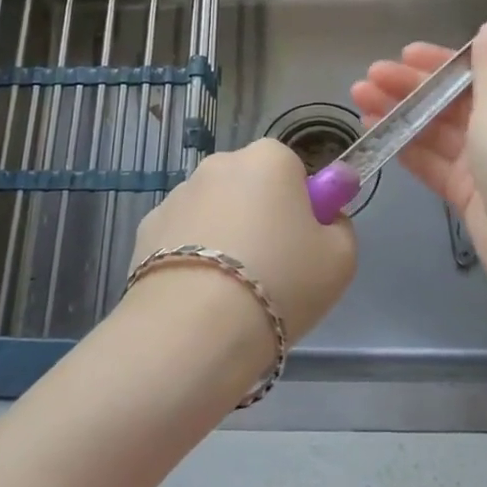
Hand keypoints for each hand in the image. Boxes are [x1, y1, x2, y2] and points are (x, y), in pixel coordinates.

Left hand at [131, 139, 357, 360]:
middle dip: (259, 217)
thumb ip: (339, 226)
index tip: (302, 246)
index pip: (293, 171)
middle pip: (250, 187)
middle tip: (272, 270)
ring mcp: (178, 193)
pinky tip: (197, 295)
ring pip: (213, 211)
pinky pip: (181, 237)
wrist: (196, 328)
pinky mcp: (146, 227)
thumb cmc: (281, 282)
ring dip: (223, 236)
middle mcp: (220, 163)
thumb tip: (325, 218)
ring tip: (230, 292)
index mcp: (269, 158)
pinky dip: (189, 257)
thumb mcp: (341, 259)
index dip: (301, 208)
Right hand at [351, 22, 486, 285]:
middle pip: (453, 100)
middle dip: (411, 87)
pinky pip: (434, 163)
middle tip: (369, 76)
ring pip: (438, 131)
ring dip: (401, 112)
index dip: (438, 62)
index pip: (477, 72)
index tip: (403, 54)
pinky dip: (406, 146)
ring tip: (359, 99)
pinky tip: (375, 130)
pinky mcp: (471, 195)